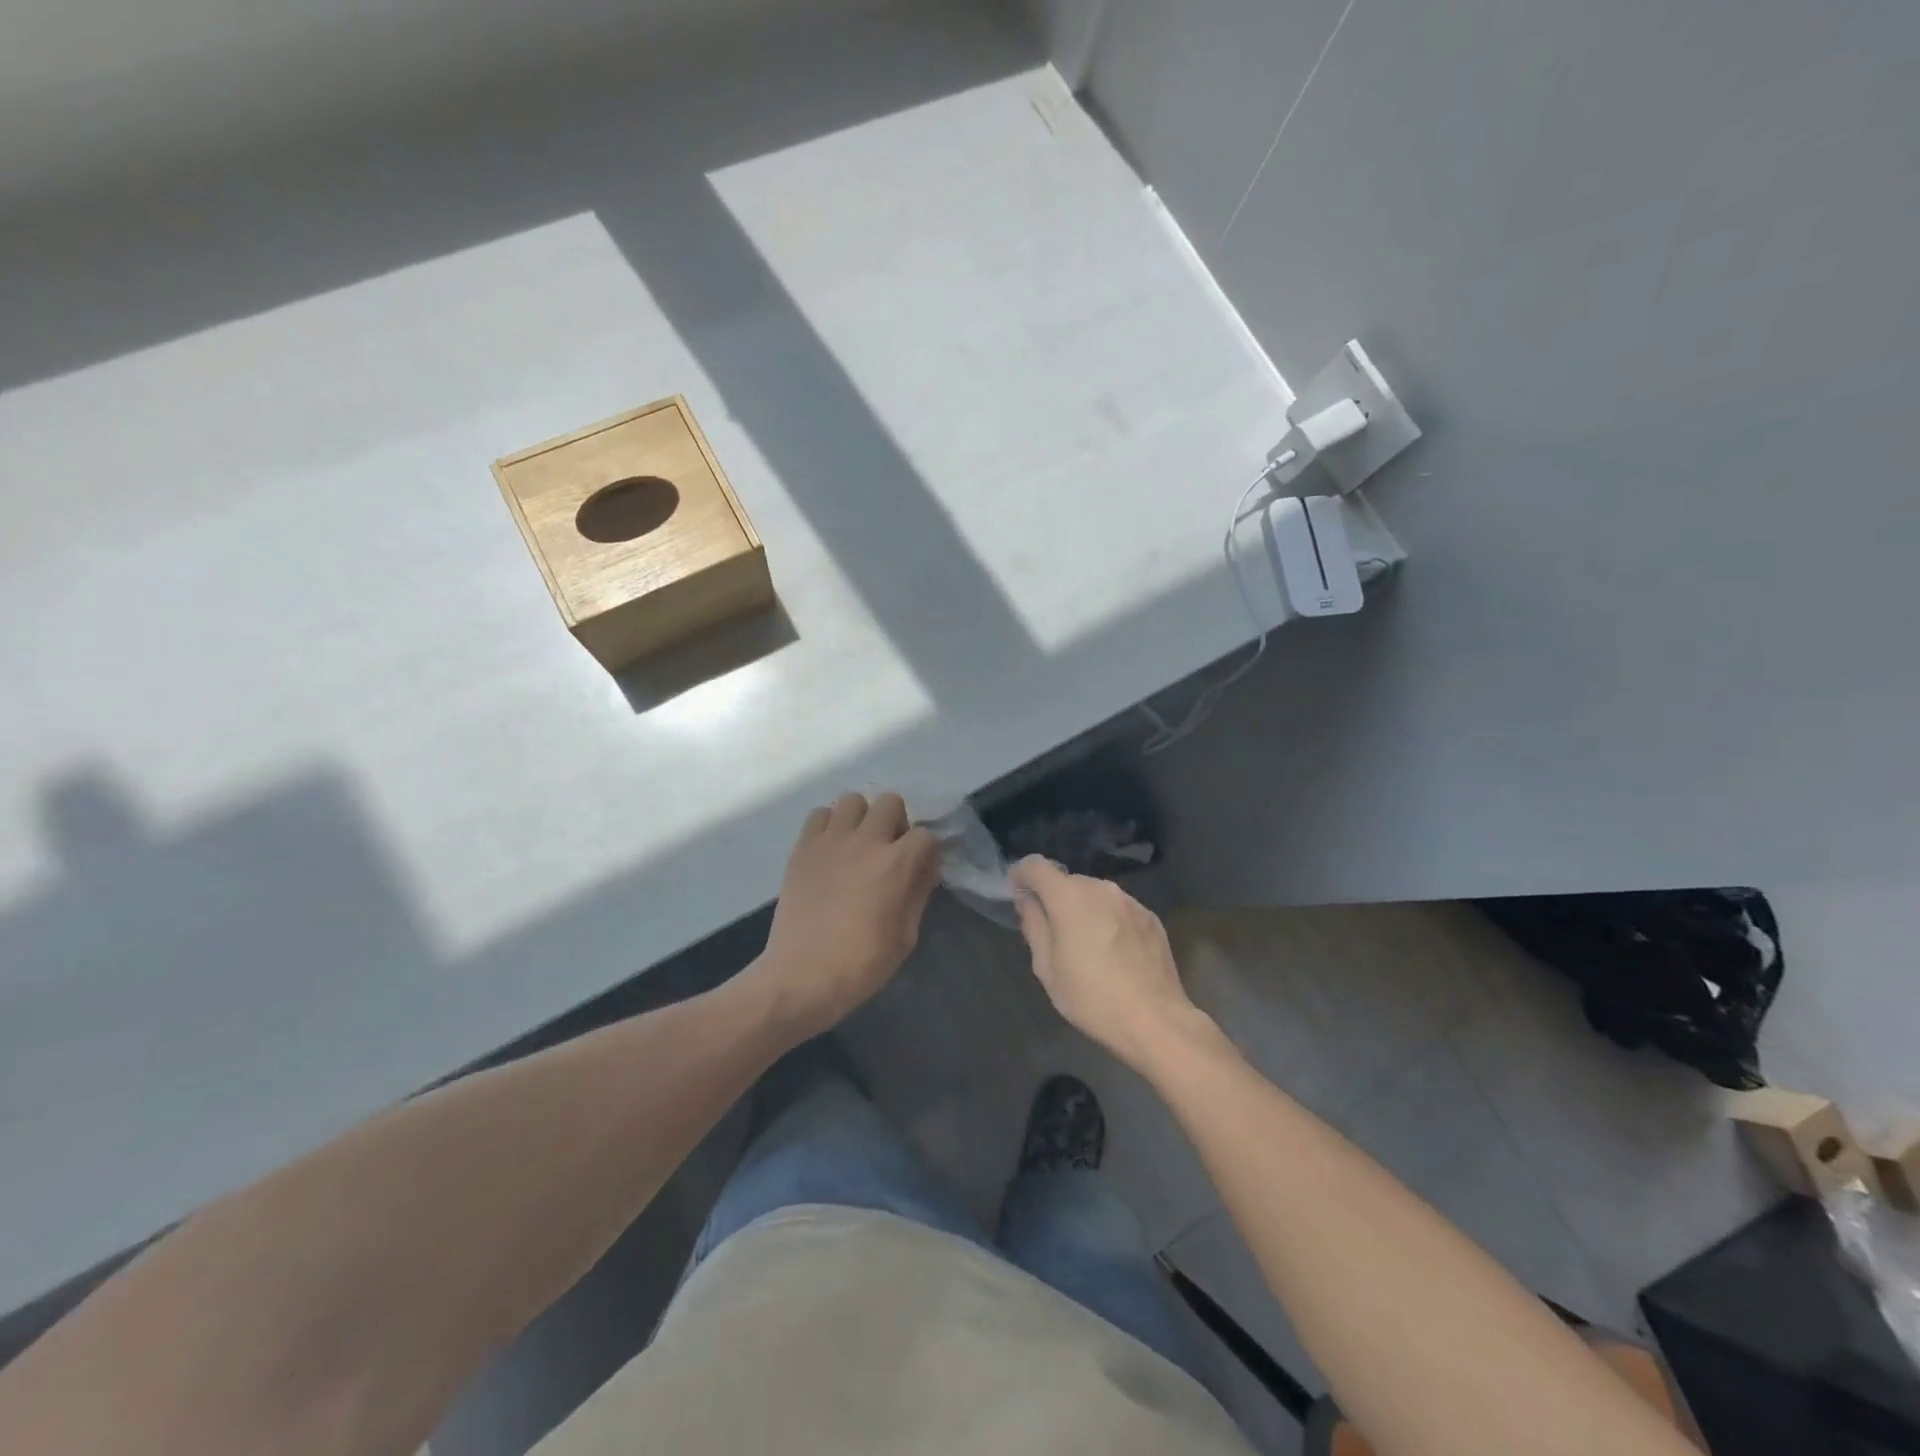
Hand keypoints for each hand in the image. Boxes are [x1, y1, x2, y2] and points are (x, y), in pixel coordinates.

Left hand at [756, 792, 942, 1036]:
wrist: (802, 976)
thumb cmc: (862, 963)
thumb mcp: (906, 936)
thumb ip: (918, 893)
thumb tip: (925, 869)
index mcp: (897, 864)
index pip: (926, 834)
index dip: (927, 851)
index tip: (922, 868)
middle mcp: (865, 841)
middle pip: (890, 802)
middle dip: (897, 822)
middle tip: (890, 850)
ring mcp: (830, 841)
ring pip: (853, 799)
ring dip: (862, 817)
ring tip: (858, 844)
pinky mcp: (803, 848)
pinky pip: (819, 814)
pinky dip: (829, 825)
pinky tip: (831, 850)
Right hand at [1010, 856, 1203, 1071]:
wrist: (1156, 1021)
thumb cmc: (1091, 998)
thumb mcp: (1047, 968)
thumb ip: (1034, 926)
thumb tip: (1028, 901)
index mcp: (1069, 897)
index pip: (1036, 866)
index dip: (1022, 875)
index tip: (1017, 893)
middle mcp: (1100, 888)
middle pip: (1067, 881)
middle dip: (1054, 898)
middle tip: (1052, 932)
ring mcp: (1130, 901)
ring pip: (1095, 895)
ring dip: (1084, 909)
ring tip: (1086, 944)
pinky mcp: (1150, 917)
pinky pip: (1119, 909)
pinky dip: (1108, 920)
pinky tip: (1114, 952)